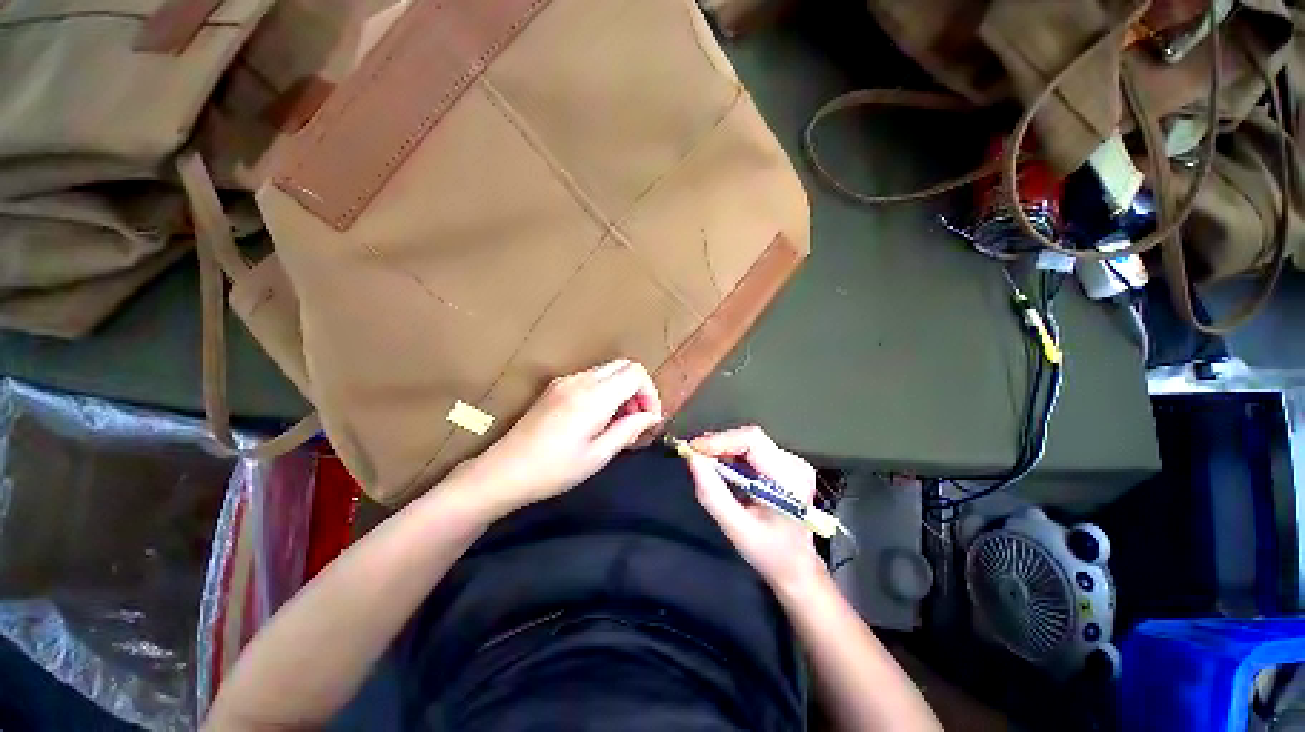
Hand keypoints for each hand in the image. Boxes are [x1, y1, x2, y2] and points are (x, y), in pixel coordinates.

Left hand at [459, 359, 662, 516]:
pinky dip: (605, 391)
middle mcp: (581, 380)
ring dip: (622, 390)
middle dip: (638, 389)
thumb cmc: (554, 470)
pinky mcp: (555, 387)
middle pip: (624, 366)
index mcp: (594, 396)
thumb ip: (628, 430)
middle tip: (636, 420)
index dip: (650, 393)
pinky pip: (591, 378)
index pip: (636, 373)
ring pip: (608, 371)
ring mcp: (566, 380)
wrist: (503, 471)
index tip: (649, 419)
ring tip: (619, 423)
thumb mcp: (597, 456)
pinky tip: (598, 418)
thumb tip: (651, 417)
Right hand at [686, 427, 826, 590]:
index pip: (752, 440)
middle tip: (693, 455)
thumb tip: (692, 459)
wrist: (796, 566)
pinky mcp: (784, 463)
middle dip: (718, 444)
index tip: (693, 450)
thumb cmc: (768, 552)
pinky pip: (752, 449)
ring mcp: (791, 462)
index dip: (720, 440)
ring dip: (723, 448)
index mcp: (789, 479)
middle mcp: (794, 464)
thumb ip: (713, 494)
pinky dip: (731, 454)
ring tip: (702, 461)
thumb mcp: (736, 529)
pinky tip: (720, 467)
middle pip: (750, 438)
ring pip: (749, 441)